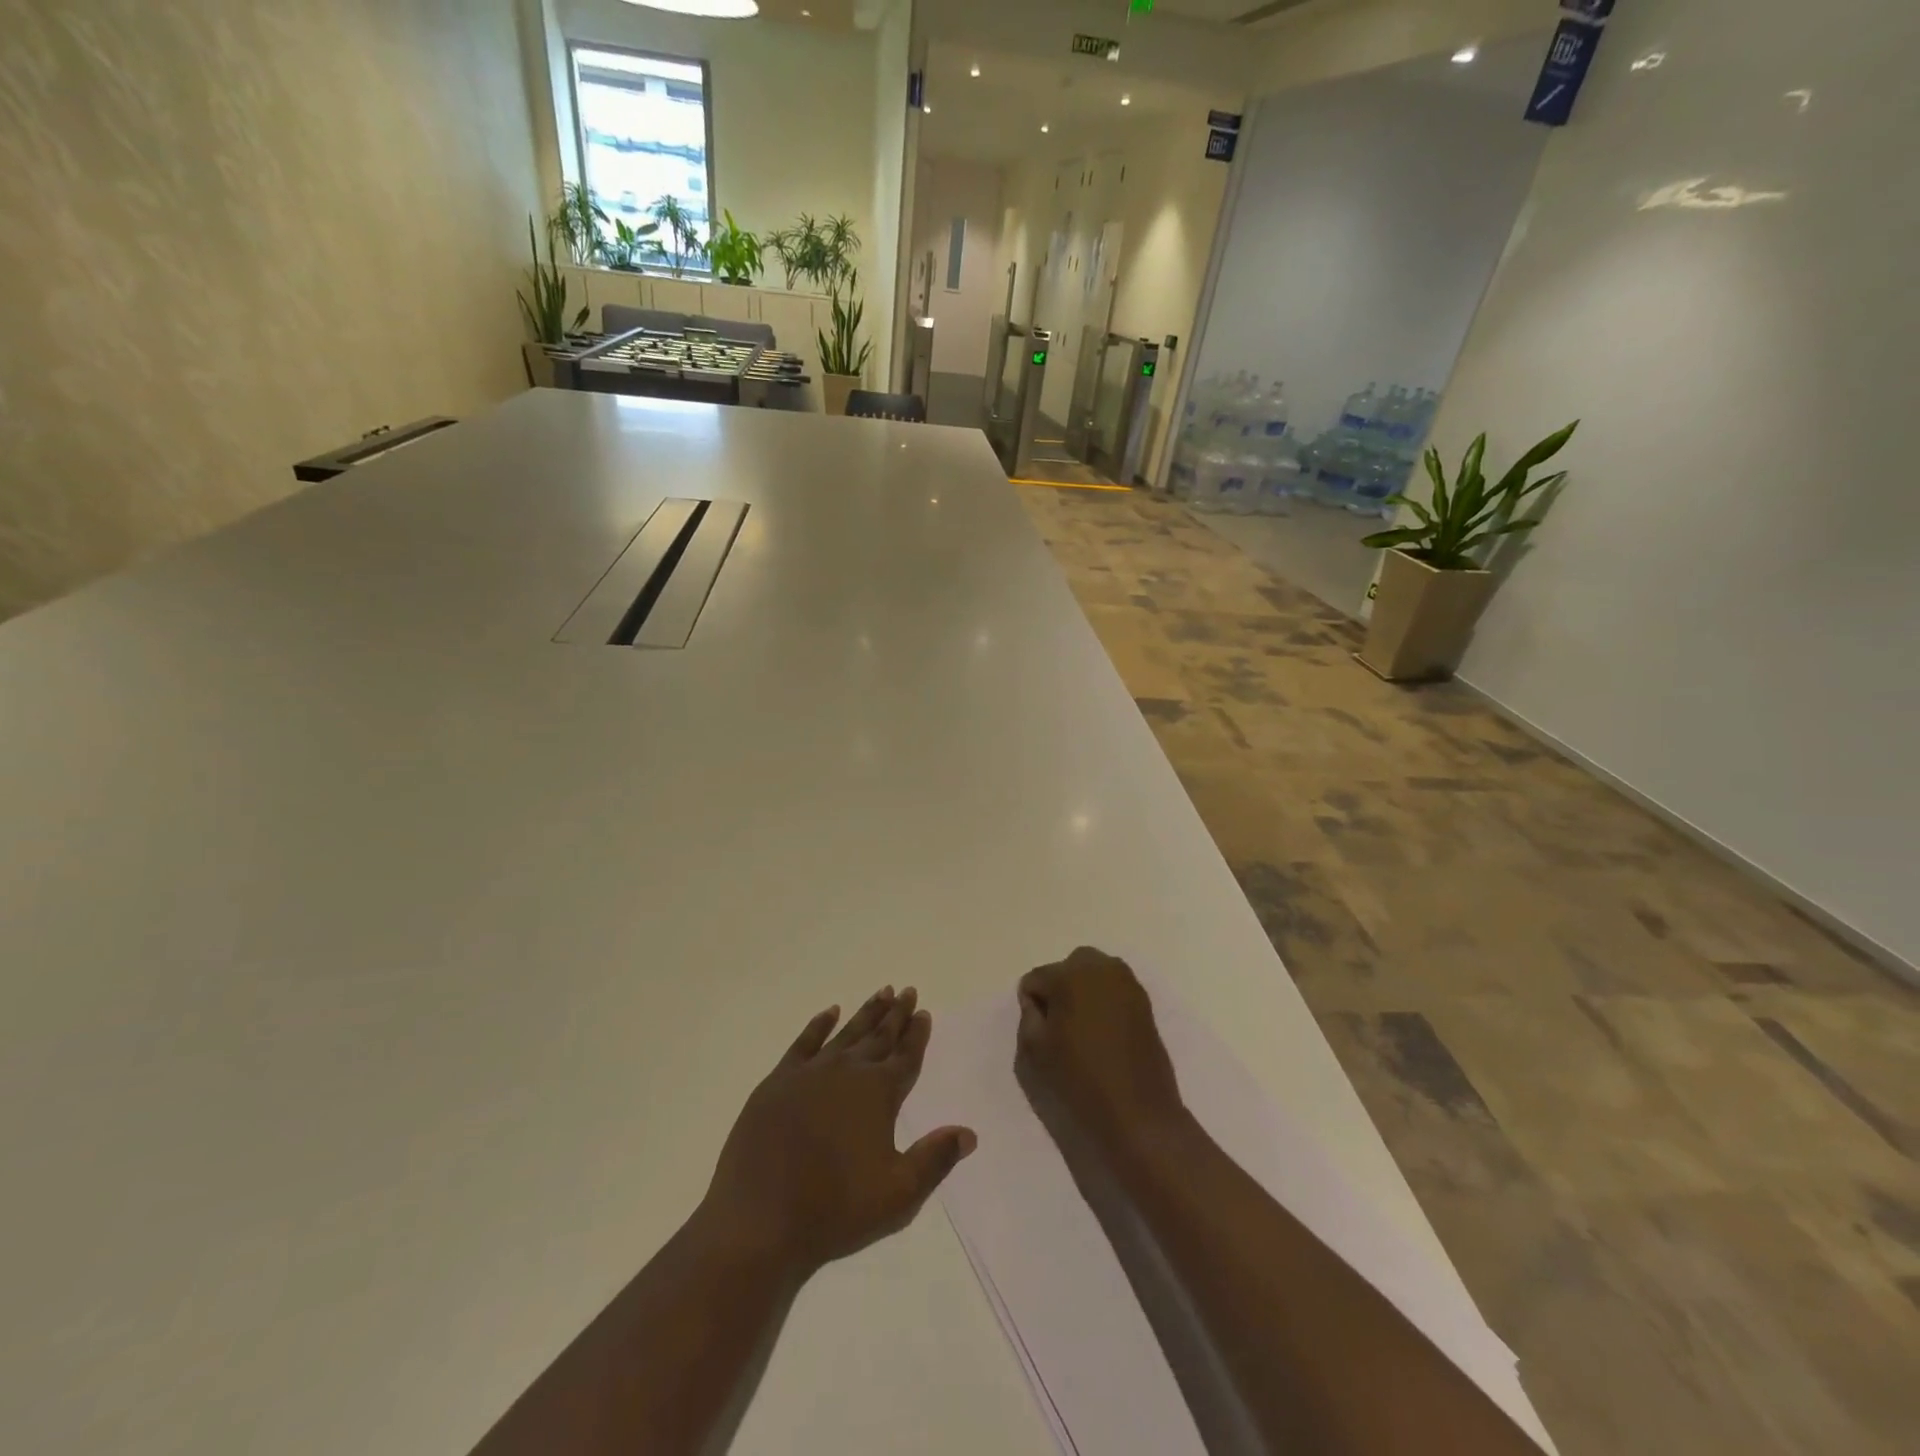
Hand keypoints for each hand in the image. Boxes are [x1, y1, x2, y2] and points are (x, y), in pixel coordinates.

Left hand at [700, 987, 975, 1276]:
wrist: (759, 1220)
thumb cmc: (835, 1210)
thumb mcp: (899, 1194)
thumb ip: (935, 1158)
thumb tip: (968, 1133)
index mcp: (879, 1093)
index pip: (906, 1056)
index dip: (917, 1034)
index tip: (924, 1011)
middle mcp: (848, 1071)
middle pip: (879, 1036)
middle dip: (896, 1014)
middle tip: (907, 991)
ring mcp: (810, 1072)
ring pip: (847, 1033)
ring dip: (866, 1013)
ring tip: (881, 992)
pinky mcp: (778, 1081)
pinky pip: (805, 1042)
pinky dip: (819, 1025)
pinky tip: (829, 1012)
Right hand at [1016, 948, 1185, 1154]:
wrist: (1138, 1116)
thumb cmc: (1080, 1082)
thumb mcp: (1034, 1051)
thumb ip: (1028, 1016)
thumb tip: (1037, 1001)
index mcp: (1070, 975)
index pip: (1035, 979)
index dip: (1033, 1006)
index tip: (1041, 1034)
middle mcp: (1100, 968)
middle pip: (1067, 968)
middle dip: (1059, 989)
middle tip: (1060, 1027)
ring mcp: (1127, 983)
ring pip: (1092, 975)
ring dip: (1082, 992)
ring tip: (1083, 1030)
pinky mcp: (1144, 1002)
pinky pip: (1113, 990)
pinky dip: (1103, 1002)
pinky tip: (1104, 1033)